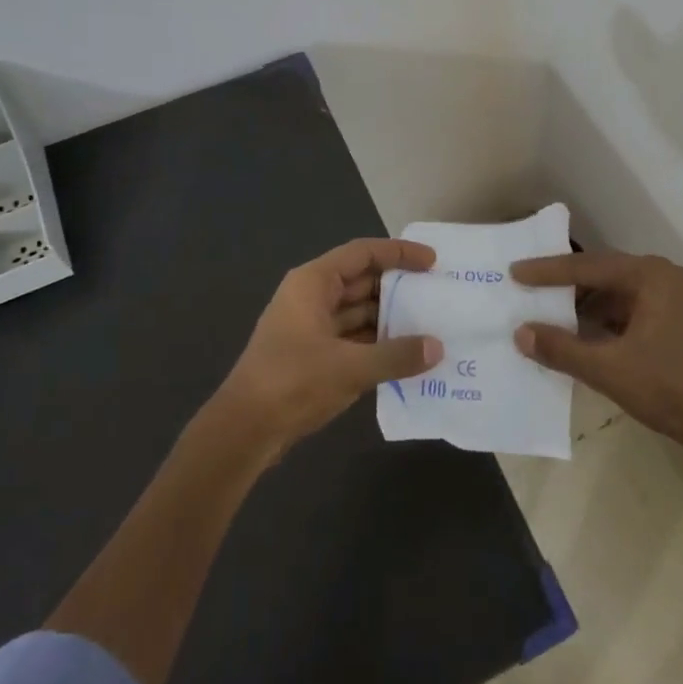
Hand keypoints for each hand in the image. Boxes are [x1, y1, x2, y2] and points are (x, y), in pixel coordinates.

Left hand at [214, 238, 443, 453]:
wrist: (244, 431)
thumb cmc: (292, 382)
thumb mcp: (350, 367)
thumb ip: (396, 356)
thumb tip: (437, 348)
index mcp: (313, 283)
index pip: (363, 253)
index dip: (399, 252)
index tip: (432, 262)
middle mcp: (312, 297)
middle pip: (363, 281)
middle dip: (399, 287)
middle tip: (438, 295)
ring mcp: (312, 327)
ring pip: (360, 312)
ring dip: (391, 319)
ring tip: (431, 326)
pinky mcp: (315, 356)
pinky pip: (355, 339)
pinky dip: (379, 344)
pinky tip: (408, 356)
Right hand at [510, 250, 682, 460]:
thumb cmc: (671, 388)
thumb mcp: (609, 368)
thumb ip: (561, 348)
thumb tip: (520, 333)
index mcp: (650, 276)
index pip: (587, 266)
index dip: (547, 271)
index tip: (514, 272)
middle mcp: (663, 278)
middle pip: (602, 276)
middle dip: (564, 288)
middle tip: (526, 291)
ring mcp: (673, 301)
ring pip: (615, 296)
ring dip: (583, 309)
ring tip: (546, 318)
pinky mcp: (675, 324)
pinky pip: (628, 313)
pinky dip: (602, 323)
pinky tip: (579, 338)